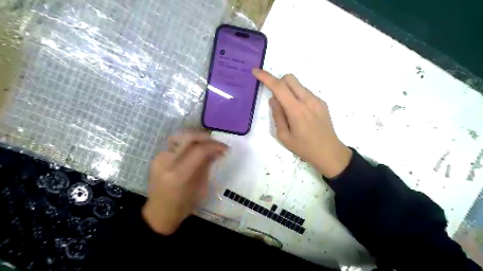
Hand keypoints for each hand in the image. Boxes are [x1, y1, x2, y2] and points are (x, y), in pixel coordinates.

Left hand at [142, 133, 227, 233]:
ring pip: (179, 136)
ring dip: (195, 137)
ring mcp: (158, 158)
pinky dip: (187, 143)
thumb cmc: (183, 206)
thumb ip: (207, 166)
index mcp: (179, 175)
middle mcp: (166, 163)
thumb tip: (216, 152)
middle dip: (206, 137)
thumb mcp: (201, 188)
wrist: (159, 213)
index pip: (199, 150)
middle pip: (188, 138)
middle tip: (216, 143)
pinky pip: (174, 144)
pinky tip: (193, 150)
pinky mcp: (156, 157)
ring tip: (205, 143)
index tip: (226, 149)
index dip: (215, 146)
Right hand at [253, 67, 351, 177]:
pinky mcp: (322, 103)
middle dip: (278, 82)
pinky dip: (297, 96)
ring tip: (289, 111)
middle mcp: (308, 100)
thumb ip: (277, 115)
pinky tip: (300, 113)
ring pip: (298, 85)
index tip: (256, 71)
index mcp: (296, 110)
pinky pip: (305, 92)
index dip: (266, 77)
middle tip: (276, 99)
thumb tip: (273, 99)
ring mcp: (317, 100)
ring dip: (288, 91)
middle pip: (290, 78)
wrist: (329, 153)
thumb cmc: (304, 148)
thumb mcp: (284, 136)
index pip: (279, 87)